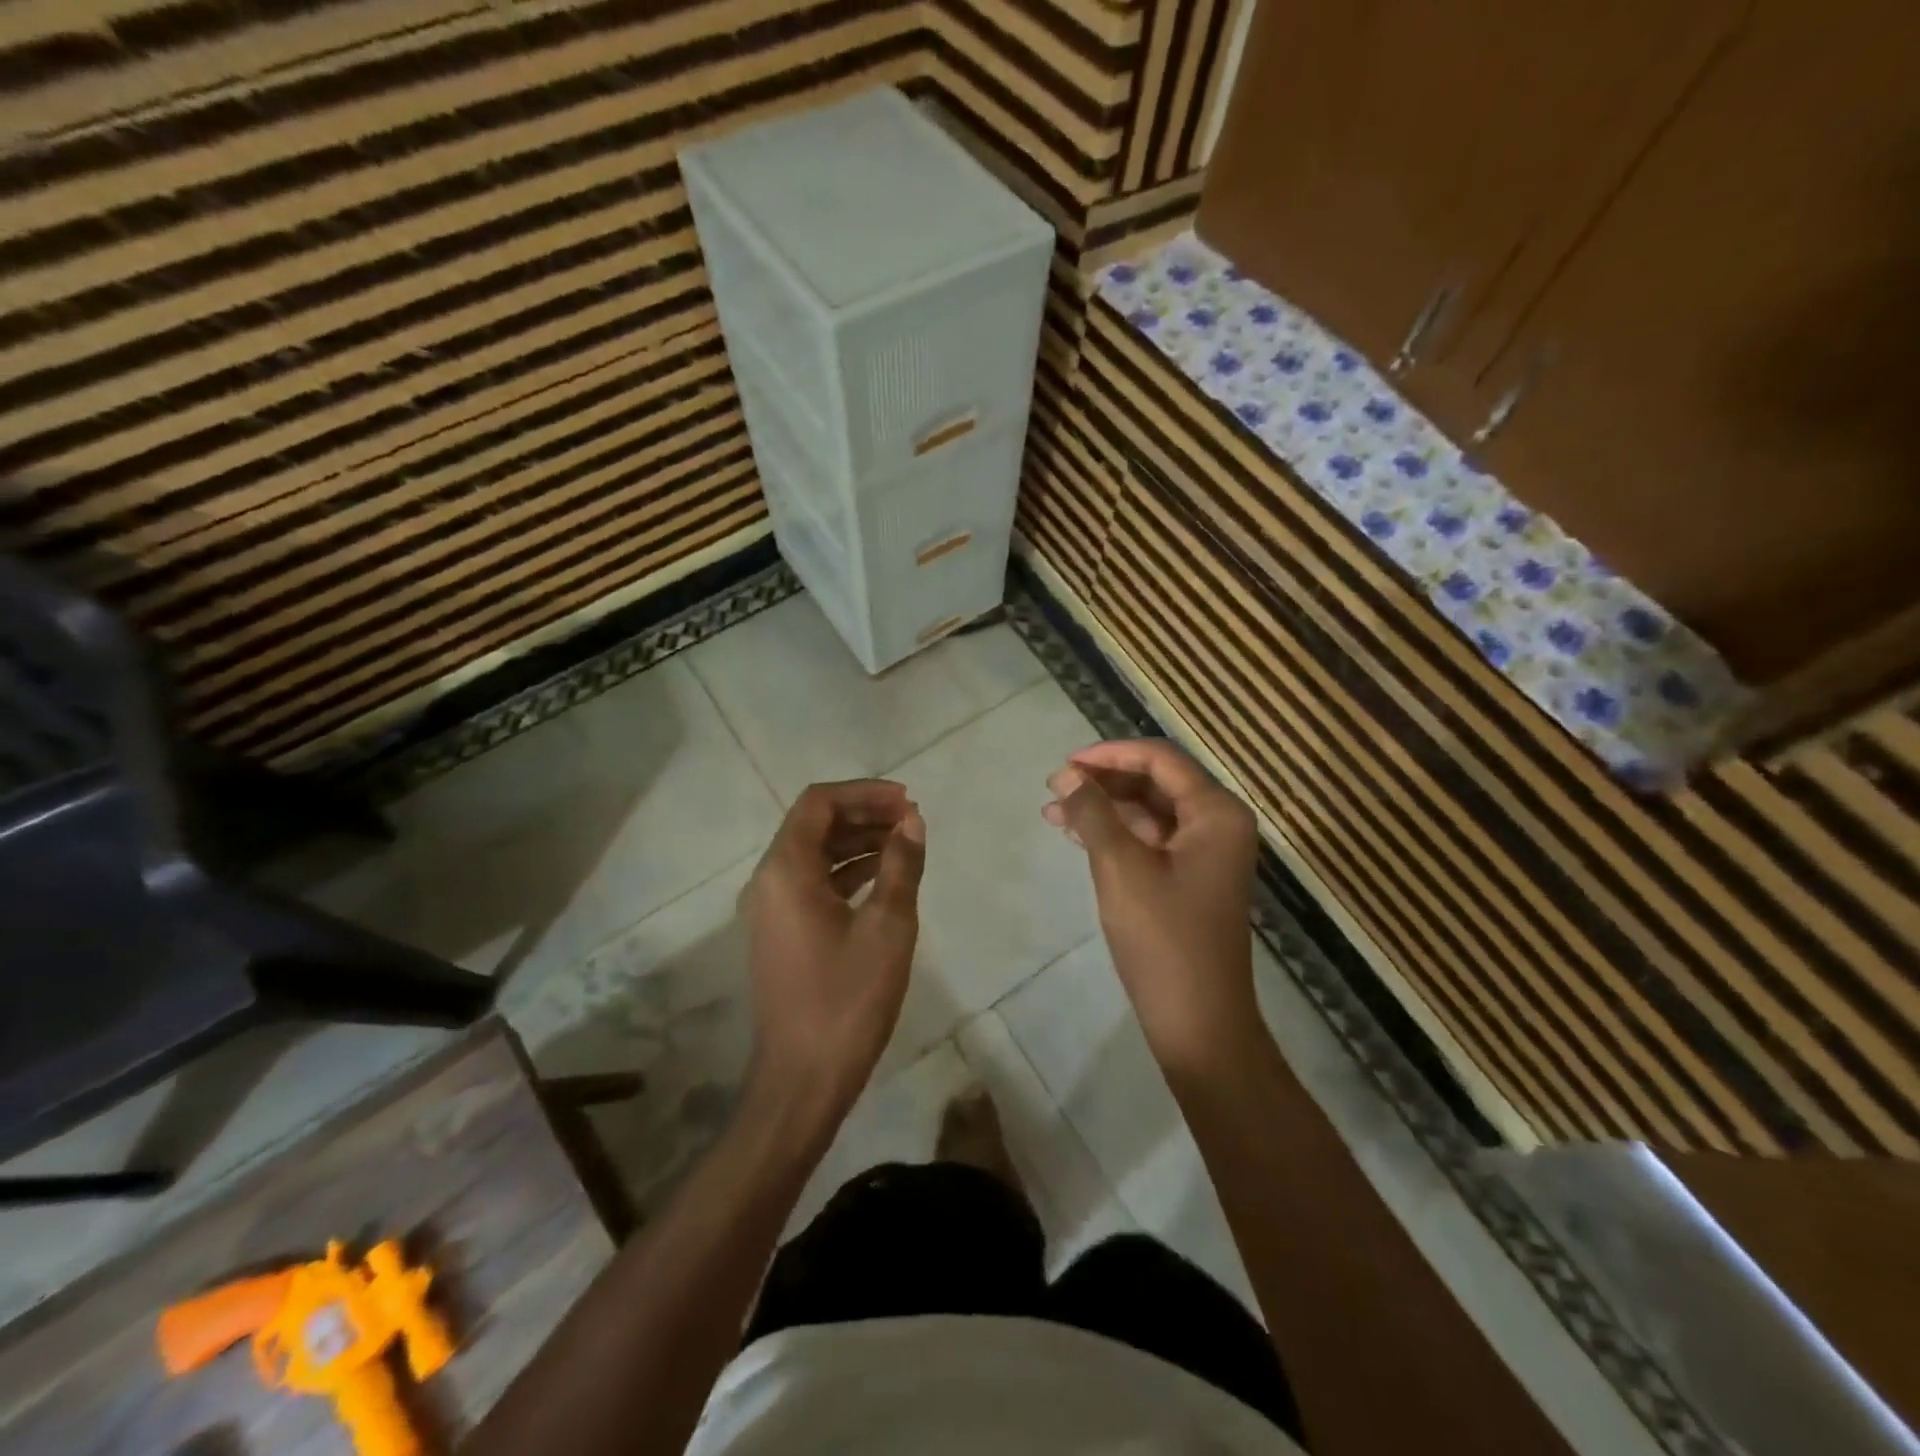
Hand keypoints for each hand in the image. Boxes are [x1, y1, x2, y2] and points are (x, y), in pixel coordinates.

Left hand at [741, 780, 925, 1120]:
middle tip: (911, 819)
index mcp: (785, 870)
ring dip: (857, 841)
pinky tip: (883, 877)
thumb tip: (912, 822)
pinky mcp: (781, 932)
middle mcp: (768, 881)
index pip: (819, 803)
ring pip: (814, 854)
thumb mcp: (887, 927)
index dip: (865, 793)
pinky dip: (846, 871)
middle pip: (814, 825)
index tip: (907, 801)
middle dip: (864, 814)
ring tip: (905, 842)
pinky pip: (813, 883)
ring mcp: (771, 909)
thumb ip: (901, 865)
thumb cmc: (847, 999)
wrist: (802, 1080)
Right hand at [1044, 741, 1259, 1070]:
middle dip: (1104, 781)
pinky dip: (1115, 835)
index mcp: (1216, 812)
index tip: (1066, 764)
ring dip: (1104, 808)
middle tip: (1055, 786)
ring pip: (1149, 813)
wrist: (1198, 1019)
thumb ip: (1094, 813)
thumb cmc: (1163, 937)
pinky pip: (1150, 841)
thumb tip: (1067, 776)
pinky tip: (1076, 835)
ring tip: (1053, 810)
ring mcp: (1205, 854)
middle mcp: (1217, 824)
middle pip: (1156, 782)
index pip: (1160, 760)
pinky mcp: (1190, 879)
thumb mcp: (1121, 867)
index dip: (1110, 755)